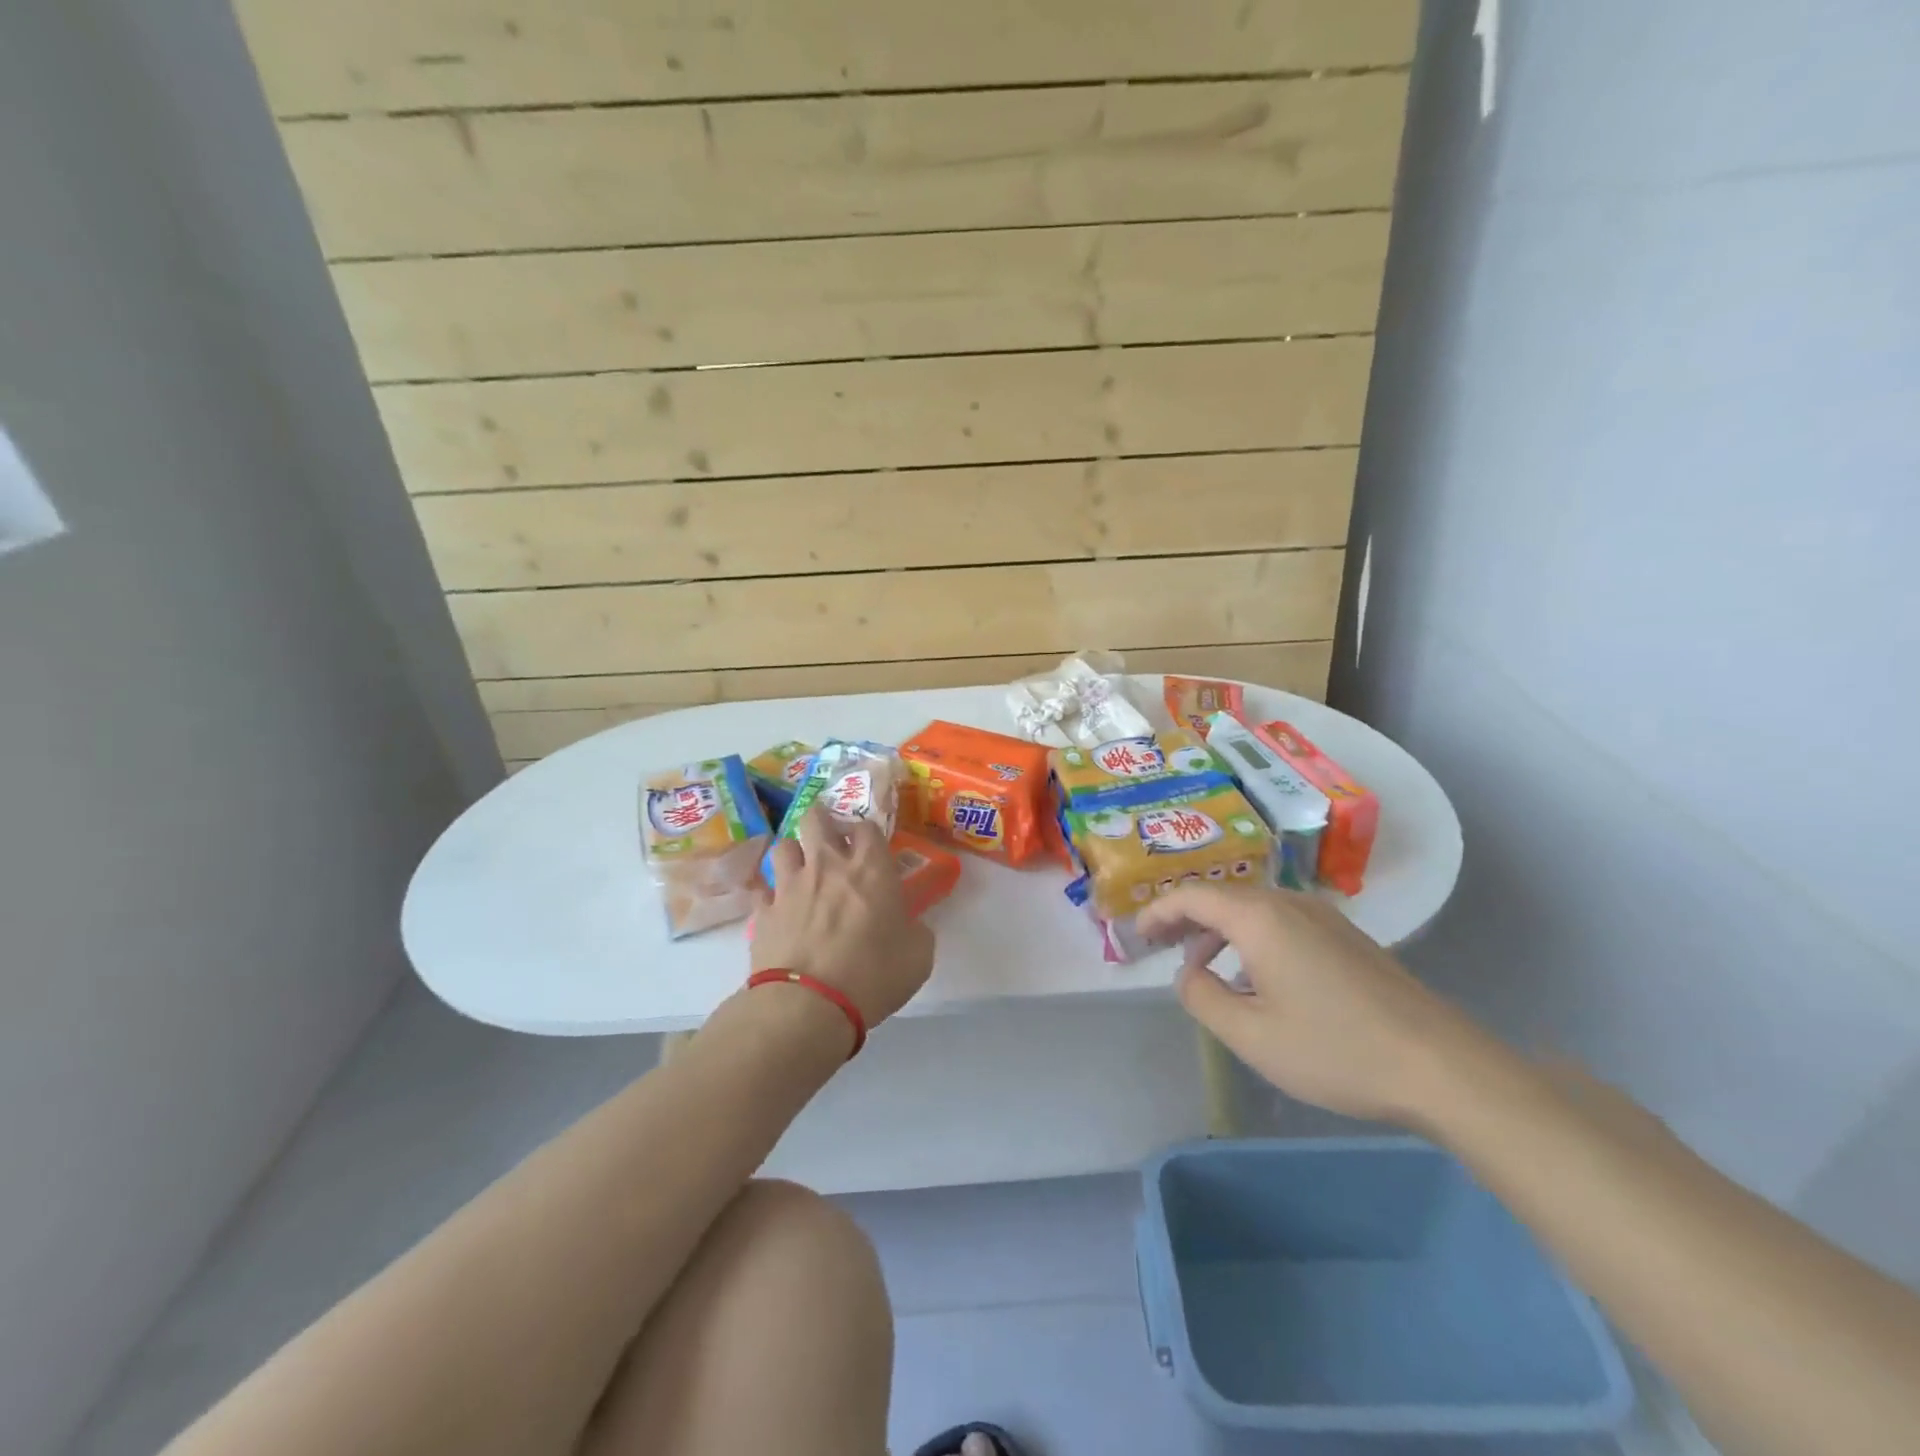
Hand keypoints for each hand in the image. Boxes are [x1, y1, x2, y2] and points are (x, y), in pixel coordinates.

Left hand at [752, 807, 934, 1027]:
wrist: (808, 1004)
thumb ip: (917, 931)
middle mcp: (827, 865)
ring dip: (794, 853)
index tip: (870, 847)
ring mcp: (790, 885)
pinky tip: (777, 909)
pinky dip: (770, 895)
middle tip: (830, 840)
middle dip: (822, 821)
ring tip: (801, 871)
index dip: (868, 832)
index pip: (867, 826)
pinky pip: (763, 890)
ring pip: (783, 846)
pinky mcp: (762, 911)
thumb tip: (911, 926)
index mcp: (870, 869)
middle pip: (816, 817)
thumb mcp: (918, 956)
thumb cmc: (873, 975)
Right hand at [1137, 884, 1488, 1124]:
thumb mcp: (1251, 1035)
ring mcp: (1323, 917)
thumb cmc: (1335, 1050)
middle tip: (1159, 948)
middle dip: (1185, 919)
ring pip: (1253, 910)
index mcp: (1259, 918)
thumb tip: (1188, 973)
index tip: (1137, 937)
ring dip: (1218, 931)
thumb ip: (1202, 997)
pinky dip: (1251, 939)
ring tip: (1202, 967)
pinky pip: (1282, 923)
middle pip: (1222, 897)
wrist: (1441, 1067)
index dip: (1158, 913)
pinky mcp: (1347, 937)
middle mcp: (1289, 903)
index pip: (1192, 896)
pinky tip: (1256, 978)